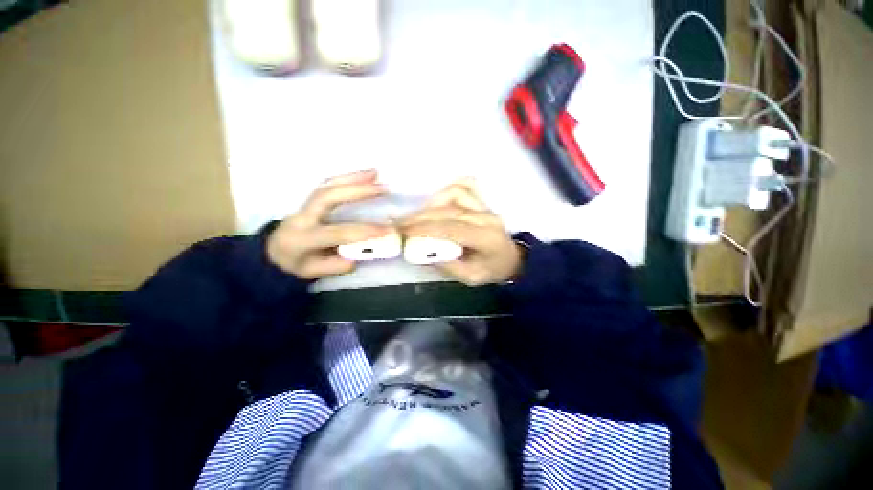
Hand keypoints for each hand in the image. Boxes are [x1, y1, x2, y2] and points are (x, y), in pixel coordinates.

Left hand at [267, 170, 392, 278]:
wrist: (273, 251)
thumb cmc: (295, 264)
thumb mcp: (313, 272)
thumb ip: (337, 265)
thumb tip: (361, 251)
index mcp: (303, 238)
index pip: (338, 232)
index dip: (364, 230)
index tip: (388, 229)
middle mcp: (302, 217)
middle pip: (328, 197)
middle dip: (357, 191)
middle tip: (383, 189)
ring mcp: (304, 204)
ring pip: (327, 185)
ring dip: (353, 178)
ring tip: (376, 173)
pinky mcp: (310, 199)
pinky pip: (328, 184)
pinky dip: (347, 177)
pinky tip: (364, 175)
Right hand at [400, 179, 522, 285]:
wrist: (510, 259)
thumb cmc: (490, 270)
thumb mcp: (469, 277)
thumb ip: (446, 265)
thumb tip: (419, 252)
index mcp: (486, 238)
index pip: (451, 228)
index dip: (425, 228)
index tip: (402, 232)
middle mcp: (486, 217)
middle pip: (448, 211)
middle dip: (419, 217)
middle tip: (399, 225)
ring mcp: (485, 206)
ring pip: (454, 194)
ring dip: (430, 205)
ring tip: (415, 218)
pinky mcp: (482, 201)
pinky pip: (464, 187)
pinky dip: (446, 191)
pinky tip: (435, 203)